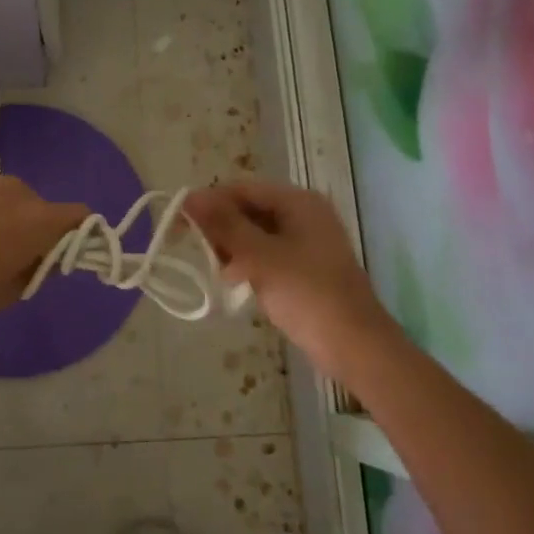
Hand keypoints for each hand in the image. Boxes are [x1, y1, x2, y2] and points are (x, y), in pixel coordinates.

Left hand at [0, 174, 88, 336]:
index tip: (62, 257)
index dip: (79, 236)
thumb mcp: (4, 293)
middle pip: (43, 208)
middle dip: (36, 230)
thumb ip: (36, 269)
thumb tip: (44, 256)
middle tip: (13, 260)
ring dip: (8, 219)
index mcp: (36, 219)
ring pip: (12, 200)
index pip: (79, 216)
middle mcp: (16, 190)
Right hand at [183, 180, 395, 378]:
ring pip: (255, 234)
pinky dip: (249, 264)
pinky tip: (236, 283)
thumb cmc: (306, 294)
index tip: (179, 224)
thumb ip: (224, 225)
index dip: (209, 202)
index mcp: (298, 202)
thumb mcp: (259, 256)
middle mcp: (304, 215)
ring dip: (232, 248)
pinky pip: (267, 255)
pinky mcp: (305, 268)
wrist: (354, 345)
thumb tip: (190, 197)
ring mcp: (306, 242)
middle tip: (198, 252)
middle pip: (249, 209)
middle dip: (221, 228)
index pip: (242, 189)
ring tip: (219, 272)